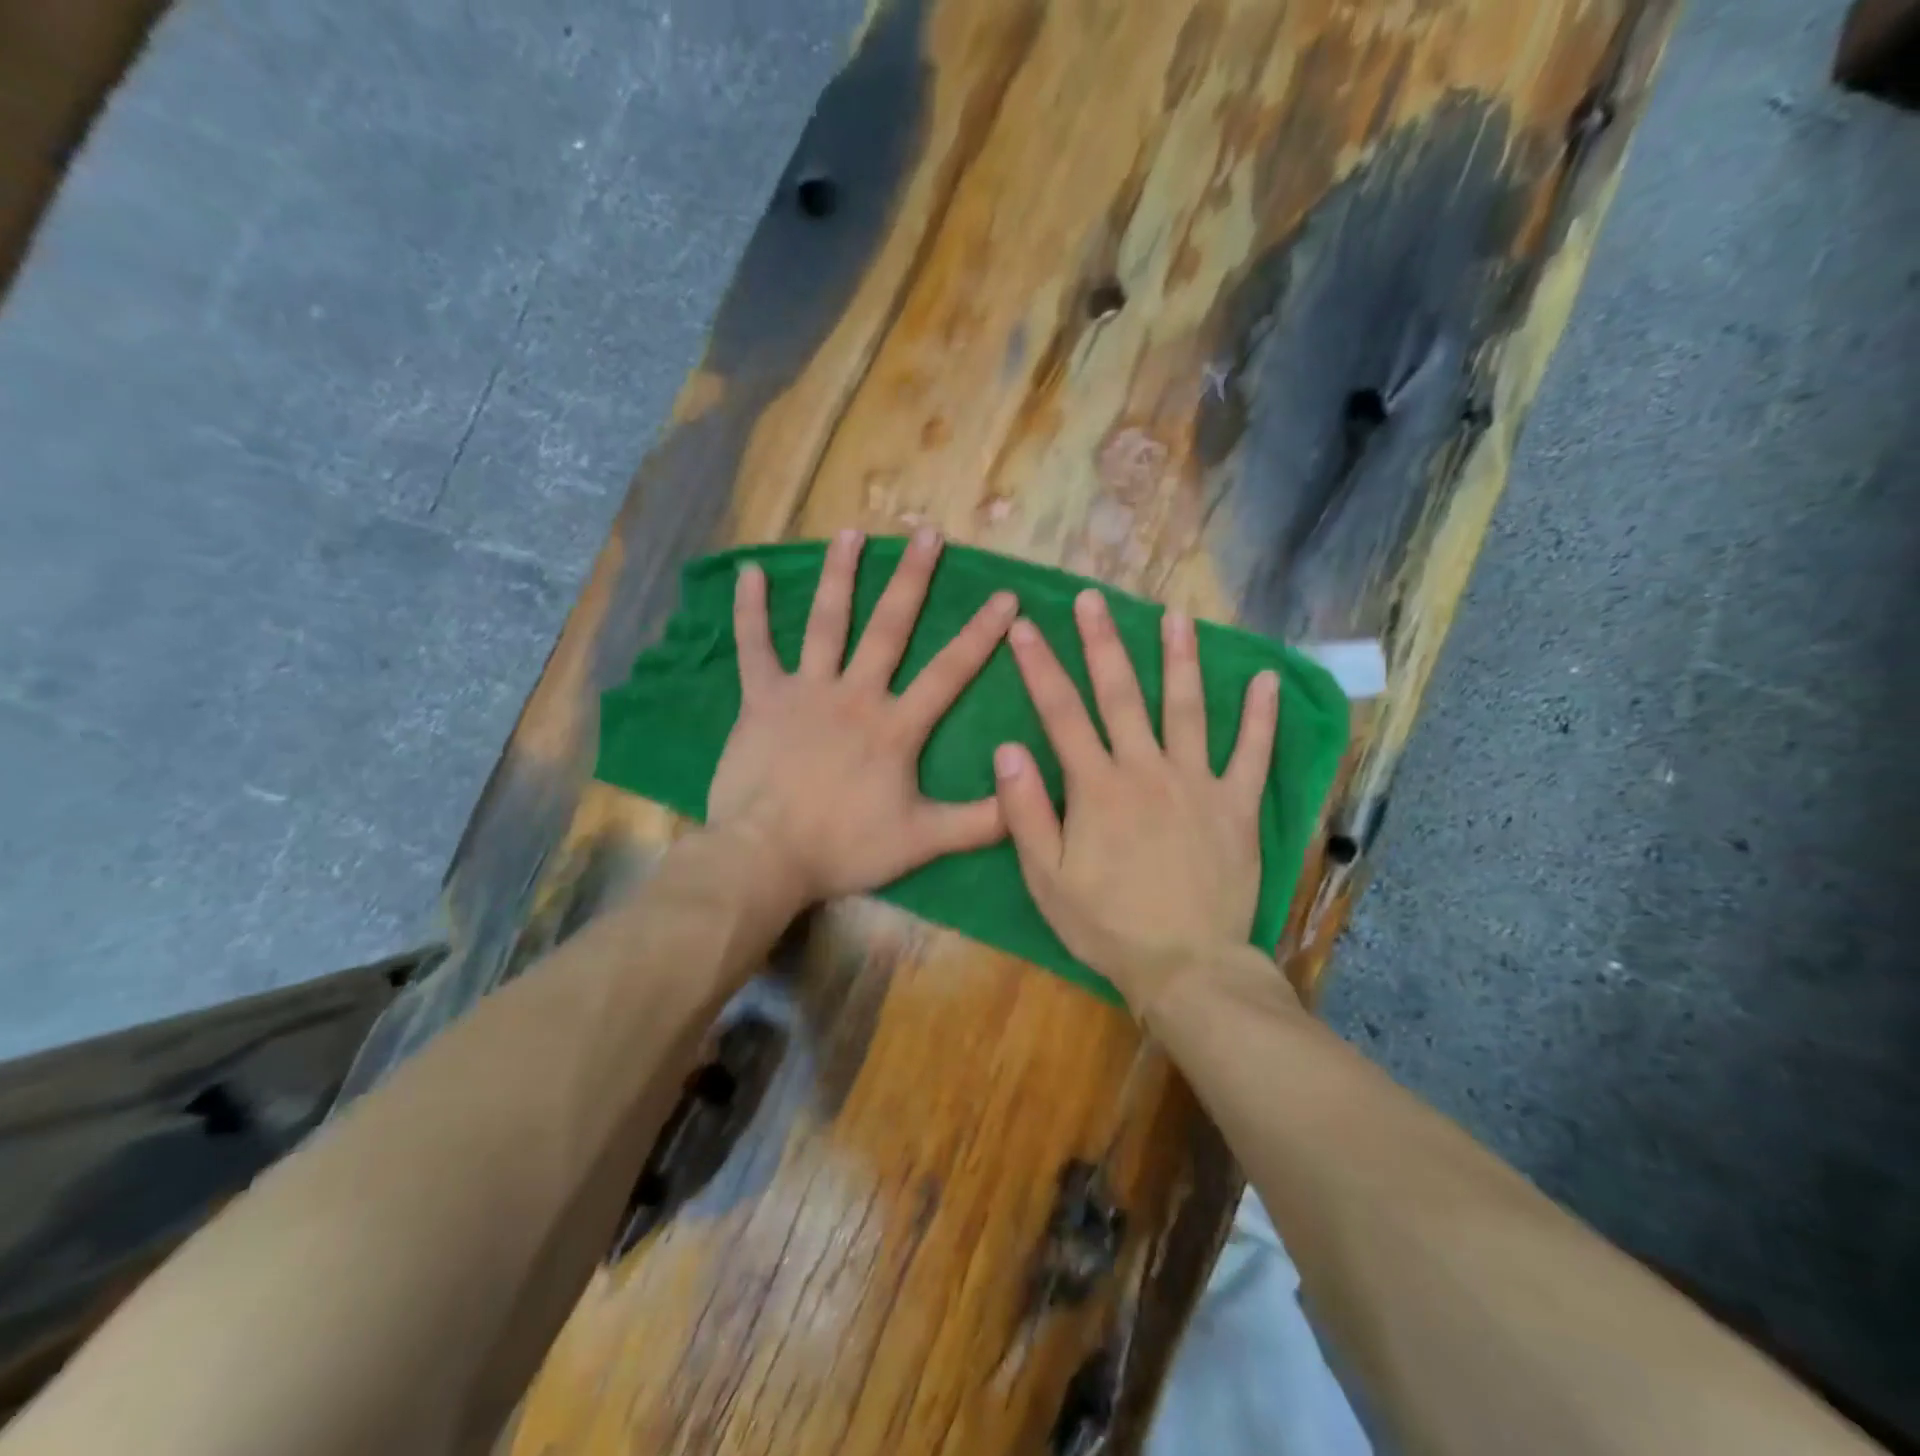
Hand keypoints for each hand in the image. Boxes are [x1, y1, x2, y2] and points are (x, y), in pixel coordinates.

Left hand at [707, 527, 1017, 912]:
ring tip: (852, 533)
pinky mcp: (762, 699)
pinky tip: (750, 571)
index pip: (948, 671)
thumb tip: (1028, 798)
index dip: (980, 634)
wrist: (766, 856)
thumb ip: (980, 822)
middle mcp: (855, 694)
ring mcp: (805, 691)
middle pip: (889, 627)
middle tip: (927, 533)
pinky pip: (755, 647)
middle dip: (912, 579)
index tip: (1006, 596)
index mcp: (895, 726)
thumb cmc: (844, 846)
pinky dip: (750, 610)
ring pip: (826, 623)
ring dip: (840, 575)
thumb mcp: (922, 841)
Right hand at [993, 590, 1279, 1008]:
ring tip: (1177, 616)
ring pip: (1187, 709)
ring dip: (1180, 659)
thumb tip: (1007, 748)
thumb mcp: (1046, 878)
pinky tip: (1266, 680)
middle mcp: (1146, 770)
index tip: (1024, 626)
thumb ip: (1024, 812)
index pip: (1061, 714)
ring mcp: (1198, 783)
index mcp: (1096, 787)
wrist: (1185, 966)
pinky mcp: (1237, 806)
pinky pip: (1253, 754)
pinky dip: (1261, 717)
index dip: (1039, 667)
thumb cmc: (1107, 925)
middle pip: (1121, 695)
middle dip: (1103, 643)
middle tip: (1093, 598)